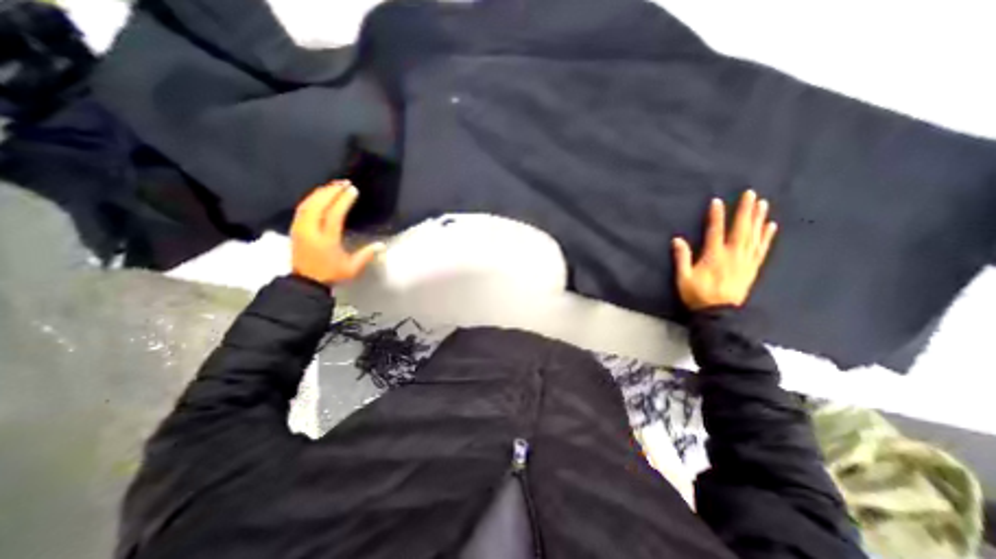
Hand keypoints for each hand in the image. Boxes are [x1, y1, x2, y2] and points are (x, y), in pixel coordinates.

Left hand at [293, 181, 383, 286]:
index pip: (334, 214)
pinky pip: (302, 208)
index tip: (353, 190)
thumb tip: (381, 245)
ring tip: (333, 185)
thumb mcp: (352, 268)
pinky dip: (311, 198)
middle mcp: (311, 230)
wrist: (305, 283)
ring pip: (308, 204)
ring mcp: (300, 228)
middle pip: (318, 204)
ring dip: (321, 192)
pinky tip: (319, 195)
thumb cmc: (331, 274)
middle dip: (331, 191)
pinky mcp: (295, 229)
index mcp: (326, 239)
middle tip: (344, 183)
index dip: (343, 200)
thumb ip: (366, 255)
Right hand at [667, 188, 776, 309]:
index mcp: (714, 256)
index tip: (717, 201)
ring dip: (758, 219)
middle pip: (740, 230)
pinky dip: (767, 237)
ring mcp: (745, 261)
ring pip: (754, 236)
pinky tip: (770, 226)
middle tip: (751, 194)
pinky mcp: (752, 268)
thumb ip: (681, 258)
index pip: (715, 232)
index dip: (716, 216)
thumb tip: (677, 239)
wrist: (720, 314)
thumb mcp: (683, 278)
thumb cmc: (698, 295)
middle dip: (745, 211)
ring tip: (762, 204)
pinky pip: (762, 249)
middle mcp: (733, 255)